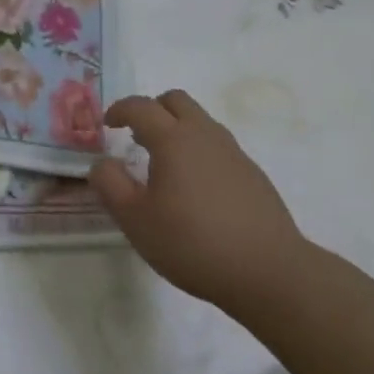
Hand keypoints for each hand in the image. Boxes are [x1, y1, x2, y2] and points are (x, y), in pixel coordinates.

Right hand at [92, 90, 310, 320]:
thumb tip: (103, 163)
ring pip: (201, 122)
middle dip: (152, 109)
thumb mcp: (135, 220)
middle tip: (136, 135)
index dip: (120, 109)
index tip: (107, 124)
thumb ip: (110, 185)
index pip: (141, 106)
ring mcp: (234, 154)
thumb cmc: (193, 243)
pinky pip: (218, 147)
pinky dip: (199, 152)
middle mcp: (205, 135)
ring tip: (164, 164)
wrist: (270, 272)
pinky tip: (196, 190)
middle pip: (176, 101)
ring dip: (177, 129)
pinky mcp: (253, 176)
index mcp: (173, 139)